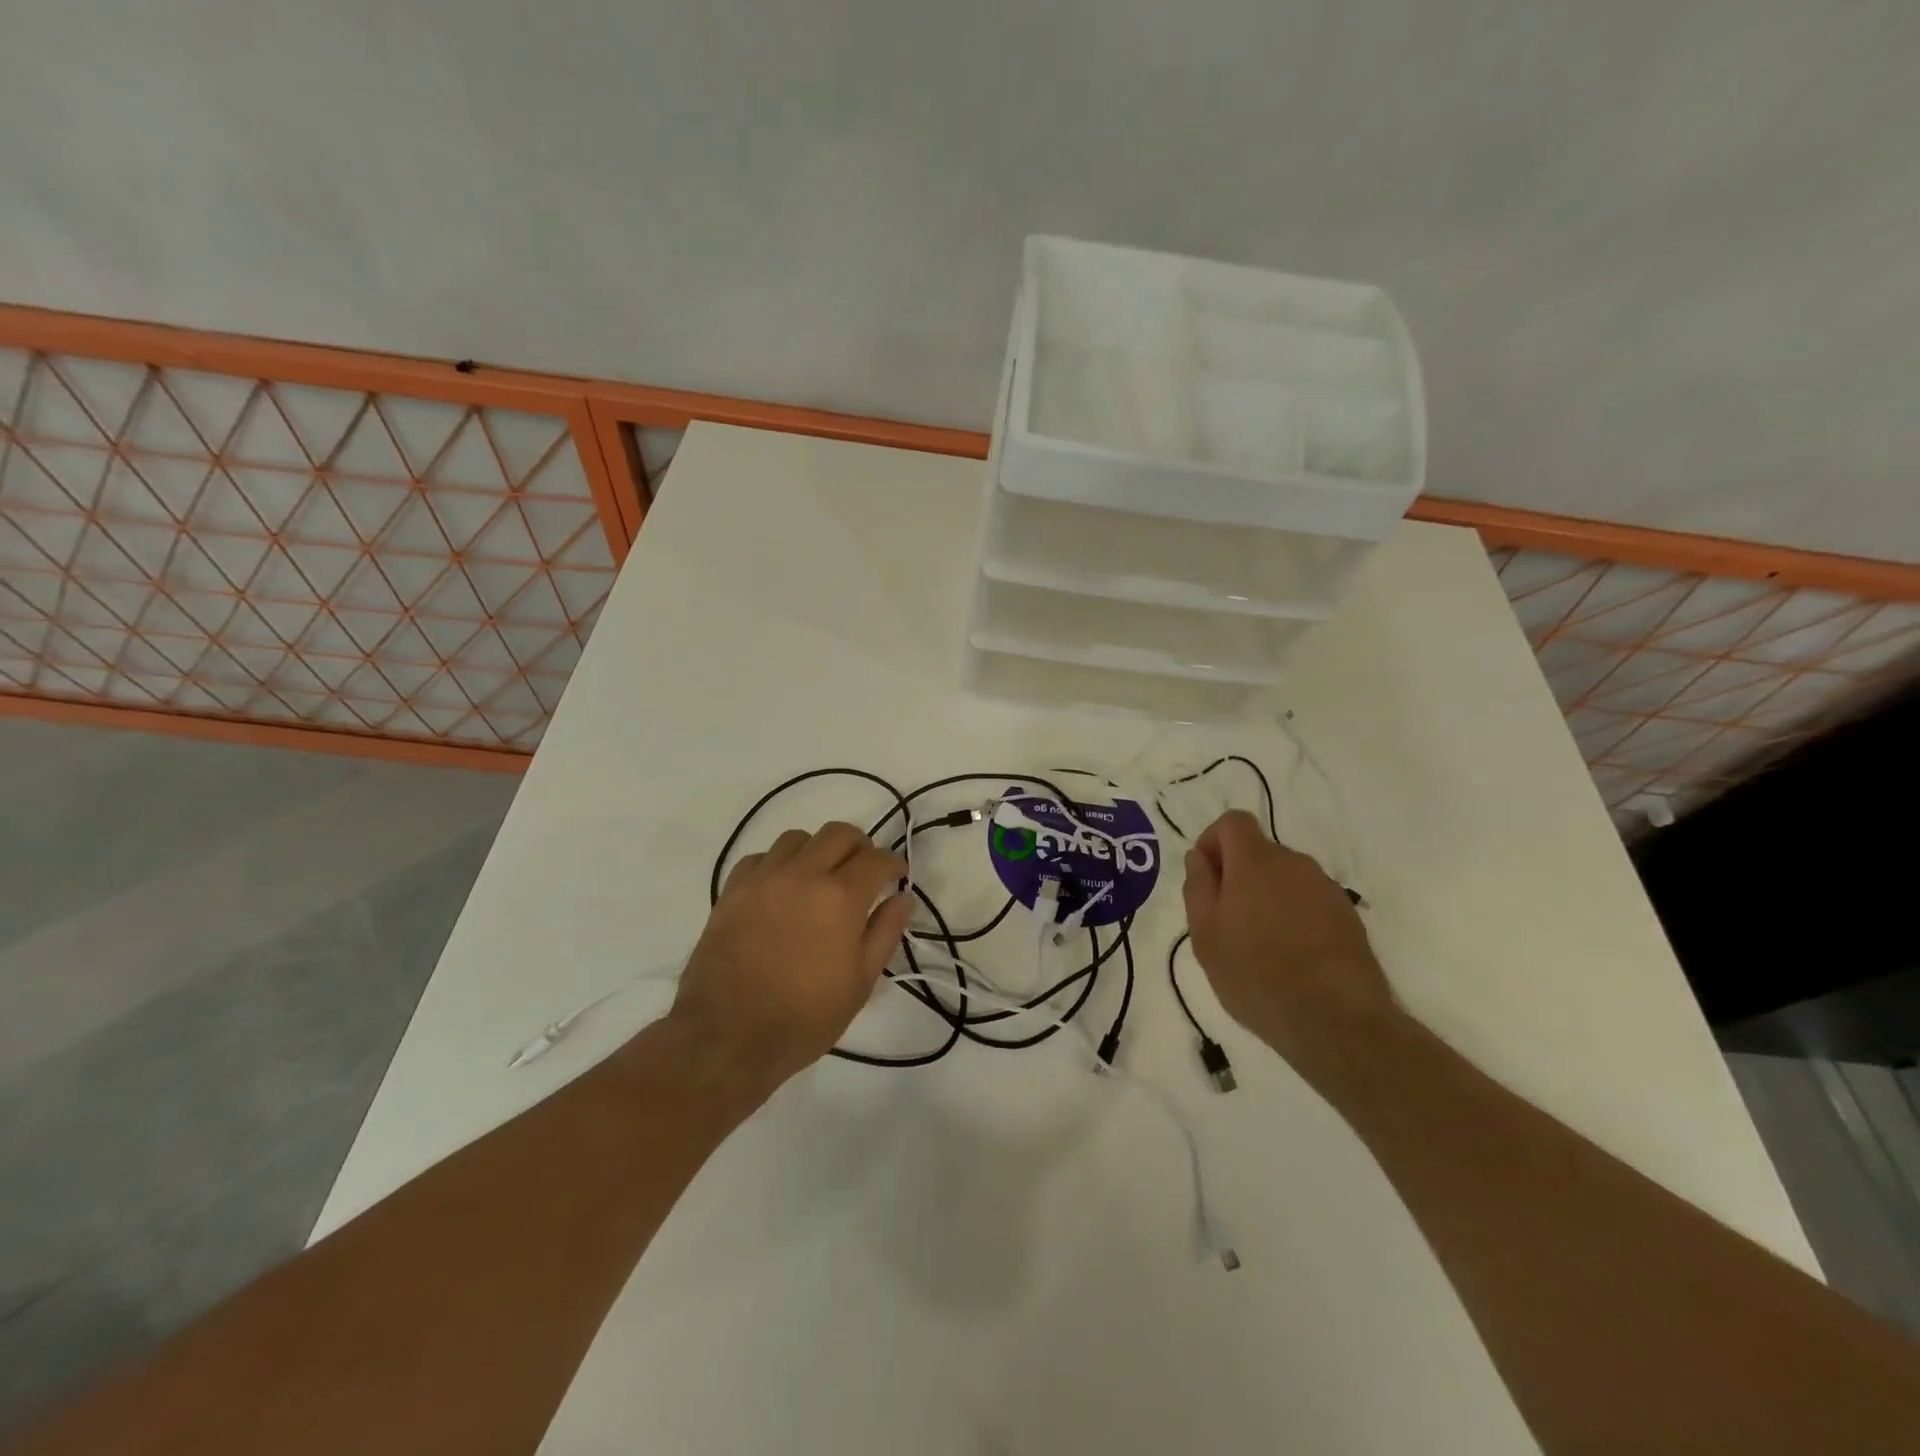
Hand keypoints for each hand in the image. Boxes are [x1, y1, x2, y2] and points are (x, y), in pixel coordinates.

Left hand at [670, 822, 912, 1095]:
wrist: (728, 1035)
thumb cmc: (804, 1016)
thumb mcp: (860, 982)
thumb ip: (885, 932)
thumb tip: (903, 898)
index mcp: (840, 896)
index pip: (876, 859)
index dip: (894, 863)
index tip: (898, 875)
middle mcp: (803, 874)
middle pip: (838, 833)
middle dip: (860, 847)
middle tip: (864, 871)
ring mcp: (763, 878)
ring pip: (797, 838)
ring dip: (817, 850)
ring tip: (819, 877)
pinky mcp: (732, 891)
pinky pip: (760, 858)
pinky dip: (777, 864)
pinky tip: (780, 889)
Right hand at [1182, 810, 1395, 1082]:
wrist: (1337, 1021)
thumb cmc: (1256, 975)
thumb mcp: (1206, 935)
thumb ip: (1199, 887)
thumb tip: (1199, 857)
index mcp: (1256, 861)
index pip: (1233, 822)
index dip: (1212, 842)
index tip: (1205, 879)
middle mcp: (1295, 864)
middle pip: (1259, 852)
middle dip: (1238, 876)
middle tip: (1226, 923)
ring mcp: (1326, 889)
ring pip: (1285, 878)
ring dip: (1267, 898)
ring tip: (1259, 946)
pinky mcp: (1348, 916)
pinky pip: (1309, 901)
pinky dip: (1294, 917)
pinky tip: (1291, 958)